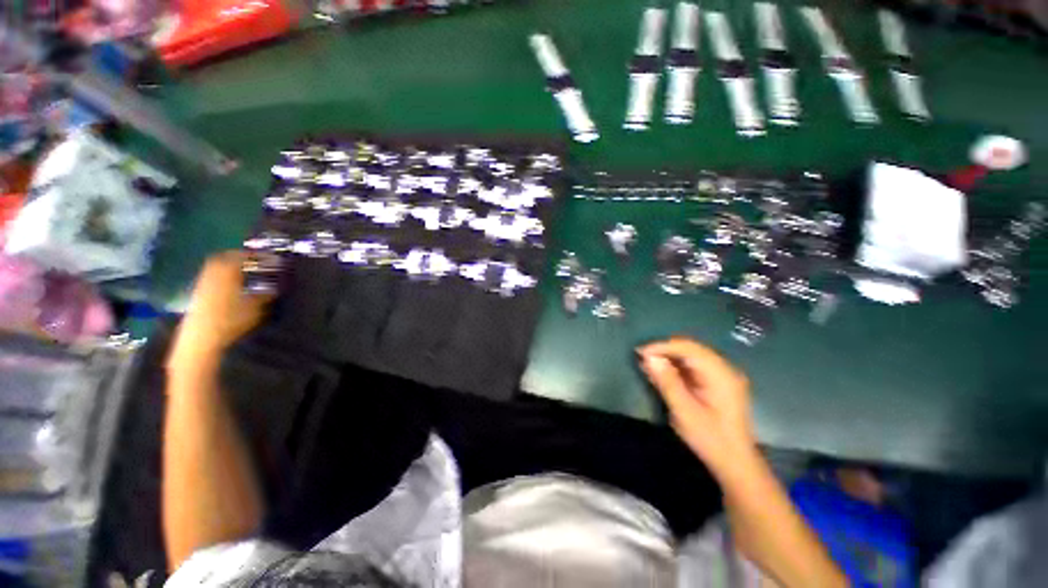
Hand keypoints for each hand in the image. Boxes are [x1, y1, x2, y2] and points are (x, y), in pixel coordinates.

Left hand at [168, 251, 272, 369]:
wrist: (202, 337)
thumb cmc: (232, 319)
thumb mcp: (256, 307)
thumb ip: (267, 294)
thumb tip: (276, 287)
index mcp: (229, 271)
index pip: (244, 256)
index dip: (259, 256)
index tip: (272, 259)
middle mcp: (214, 271)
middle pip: (227, 256)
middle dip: (242, 256)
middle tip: (257, 261)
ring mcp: (204, 280)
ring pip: (218, 265)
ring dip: (232, 264)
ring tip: (247, 270)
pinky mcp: (199, 291)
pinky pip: (213, 274)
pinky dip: (223, 273)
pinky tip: (233, 282)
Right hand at [638, 337, 756, 477]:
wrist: (735, 463)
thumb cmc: (710, 439)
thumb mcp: (684, 412)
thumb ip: (667, 382)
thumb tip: (649, 358)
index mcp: (721, 375)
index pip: (688, 348)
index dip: (662, 346)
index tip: (640, 352)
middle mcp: (724, 369)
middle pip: (691, 348)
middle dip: (665, 350)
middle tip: (642, 357)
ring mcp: (723, 375)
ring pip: (691, 355)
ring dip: (669, 357)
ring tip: (648, 364)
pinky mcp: (718, 382)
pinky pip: (694, 365)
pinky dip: (677, 366)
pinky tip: (662, 372)